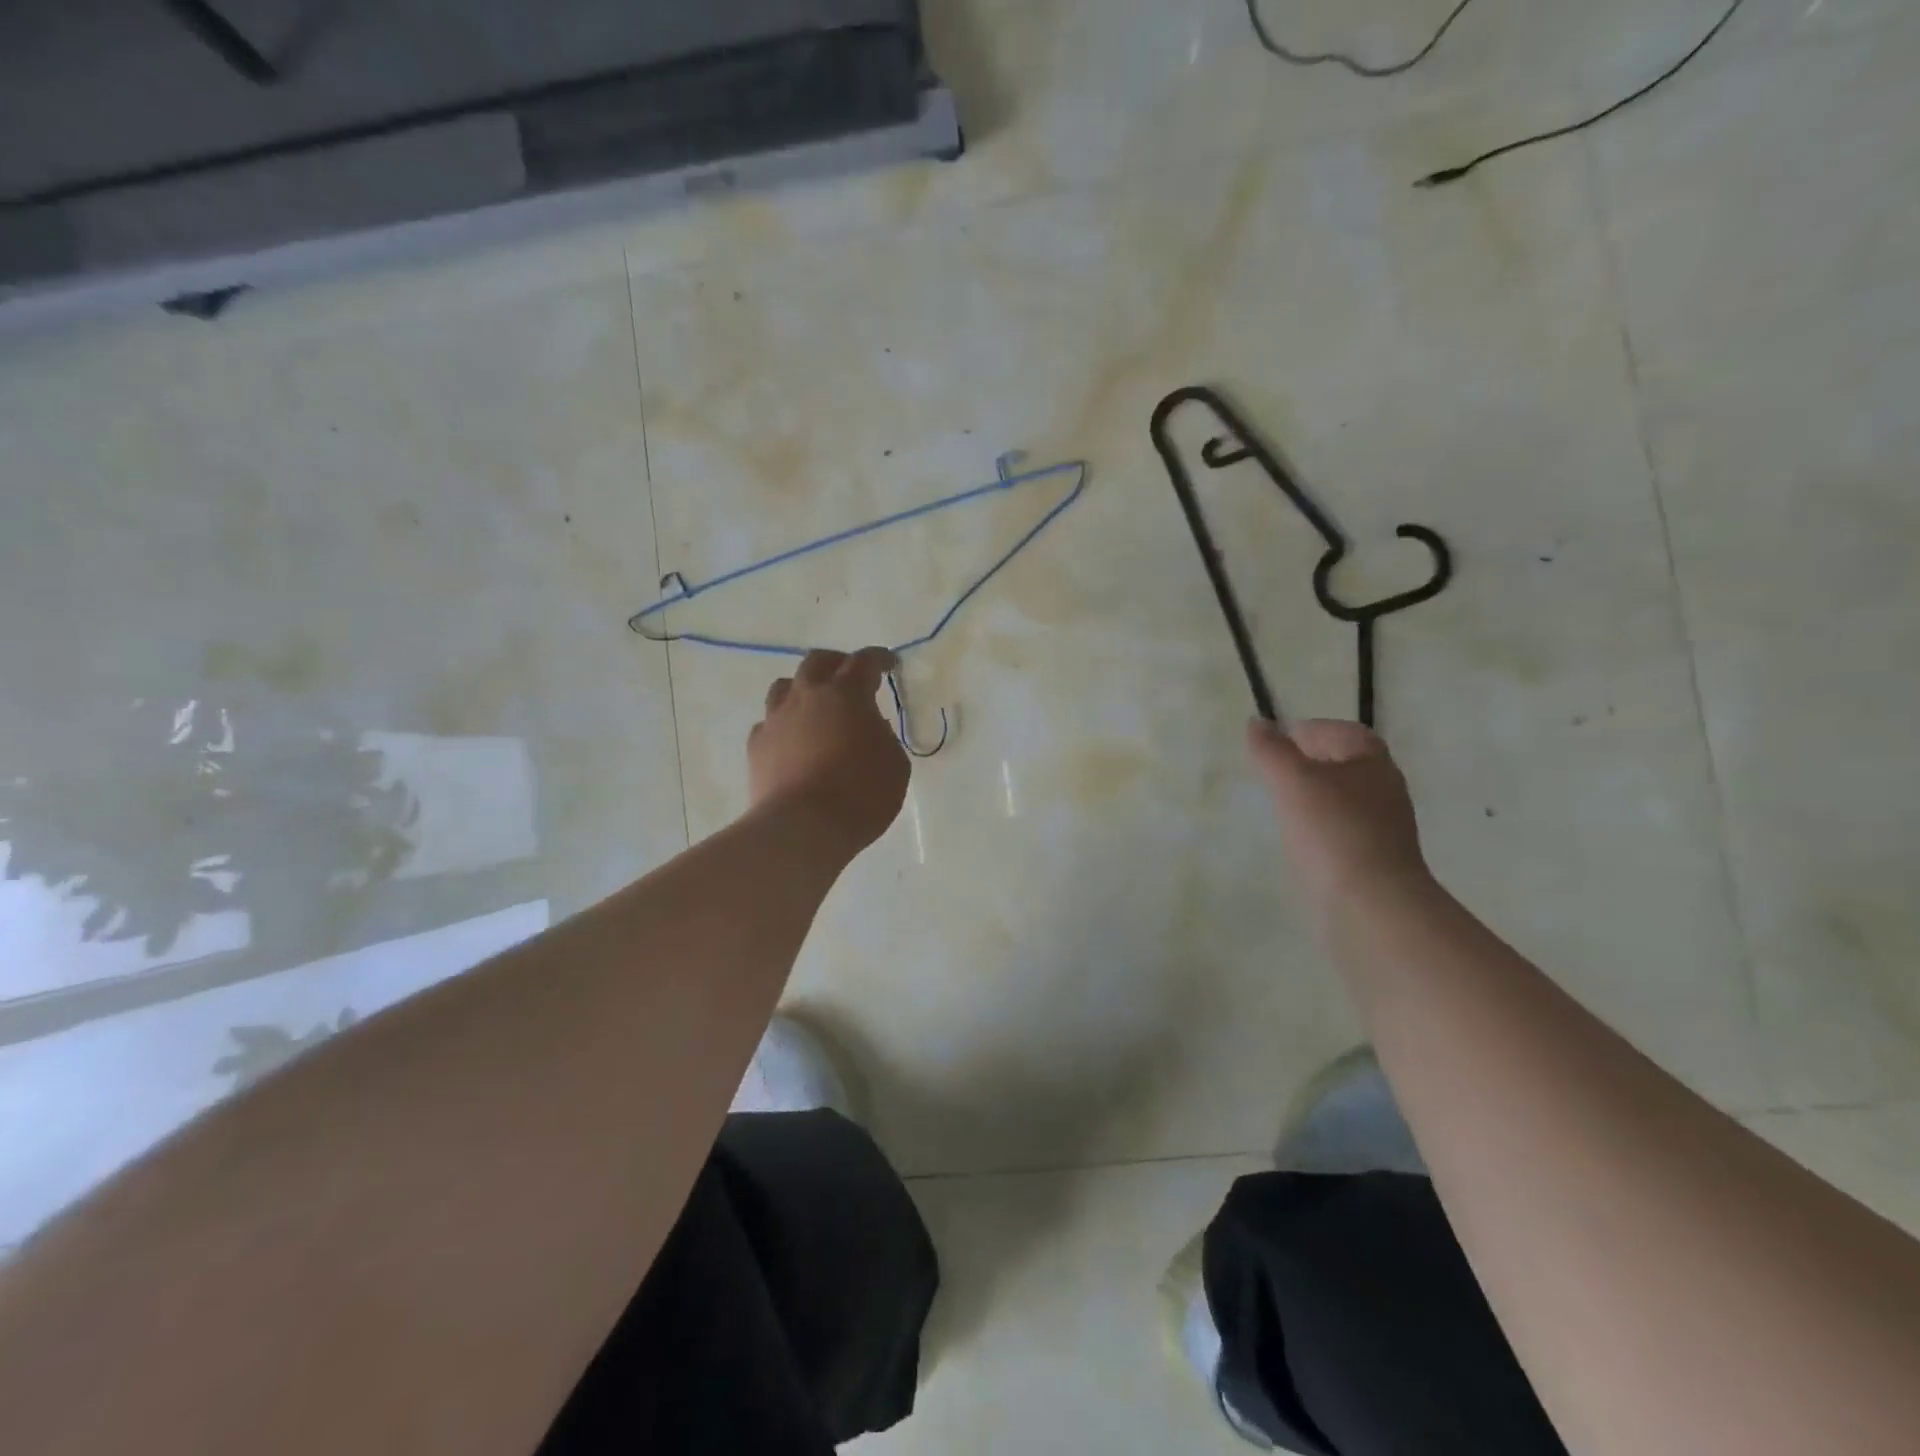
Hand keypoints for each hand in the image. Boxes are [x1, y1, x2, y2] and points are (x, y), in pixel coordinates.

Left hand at [749, 648, 910, 854]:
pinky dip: (783, 724)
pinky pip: (768, 723)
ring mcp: (776, 719)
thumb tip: (868, 726)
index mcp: (847, 694)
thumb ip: (883, 736)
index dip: (878, 659)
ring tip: (815, 704)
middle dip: (837, 663)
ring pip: (785, 686)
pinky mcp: (756, 746)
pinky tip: (792, 740)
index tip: (888, 664)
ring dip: (803, 688)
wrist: (803, 827)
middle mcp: (807, 696)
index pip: (864, 662)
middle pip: (817, 662)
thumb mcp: (894, 764)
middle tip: (849, 675)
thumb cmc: (861, 794)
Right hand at [1247, 718, 1429, 909]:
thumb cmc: (1332, 831)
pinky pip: (1343, 831)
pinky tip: (1300, 842)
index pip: (1344, 732)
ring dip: (1315, 797)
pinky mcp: (1375, 859)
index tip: (1278, 744)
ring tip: (1281, 807)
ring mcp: (1383, 828)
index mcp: (1373, 762)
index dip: (1312, 731)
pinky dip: (1321, 828)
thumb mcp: (1291, 781)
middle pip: (1346, 765)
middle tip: (1274, 774)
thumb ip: (1270, 750)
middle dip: (1311, 763)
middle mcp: (1385, 789)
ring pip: (1344, 799)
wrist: (1371, 905)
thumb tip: (1257, 723)